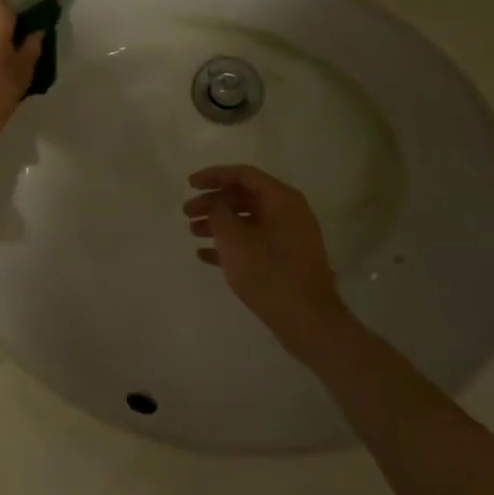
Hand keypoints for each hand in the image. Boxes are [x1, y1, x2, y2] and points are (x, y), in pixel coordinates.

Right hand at [183, 165, 353, 355]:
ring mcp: (289, 237)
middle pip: (245, 197)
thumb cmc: (268, 273)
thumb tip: (217, 203)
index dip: (214, 176)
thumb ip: (220, 213)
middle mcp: (289, 212)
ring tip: (192, 232)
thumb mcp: (234, 240)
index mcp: (281, 200)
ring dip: (218, 223)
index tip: (189, 184)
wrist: (307, 319)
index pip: (244, 175)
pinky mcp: (286, 259)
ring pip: (247, 220)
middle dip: (213, 202)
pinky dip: (230, 244)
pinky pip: (254, 242)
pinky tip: (205, 255)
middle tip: (186, 213)